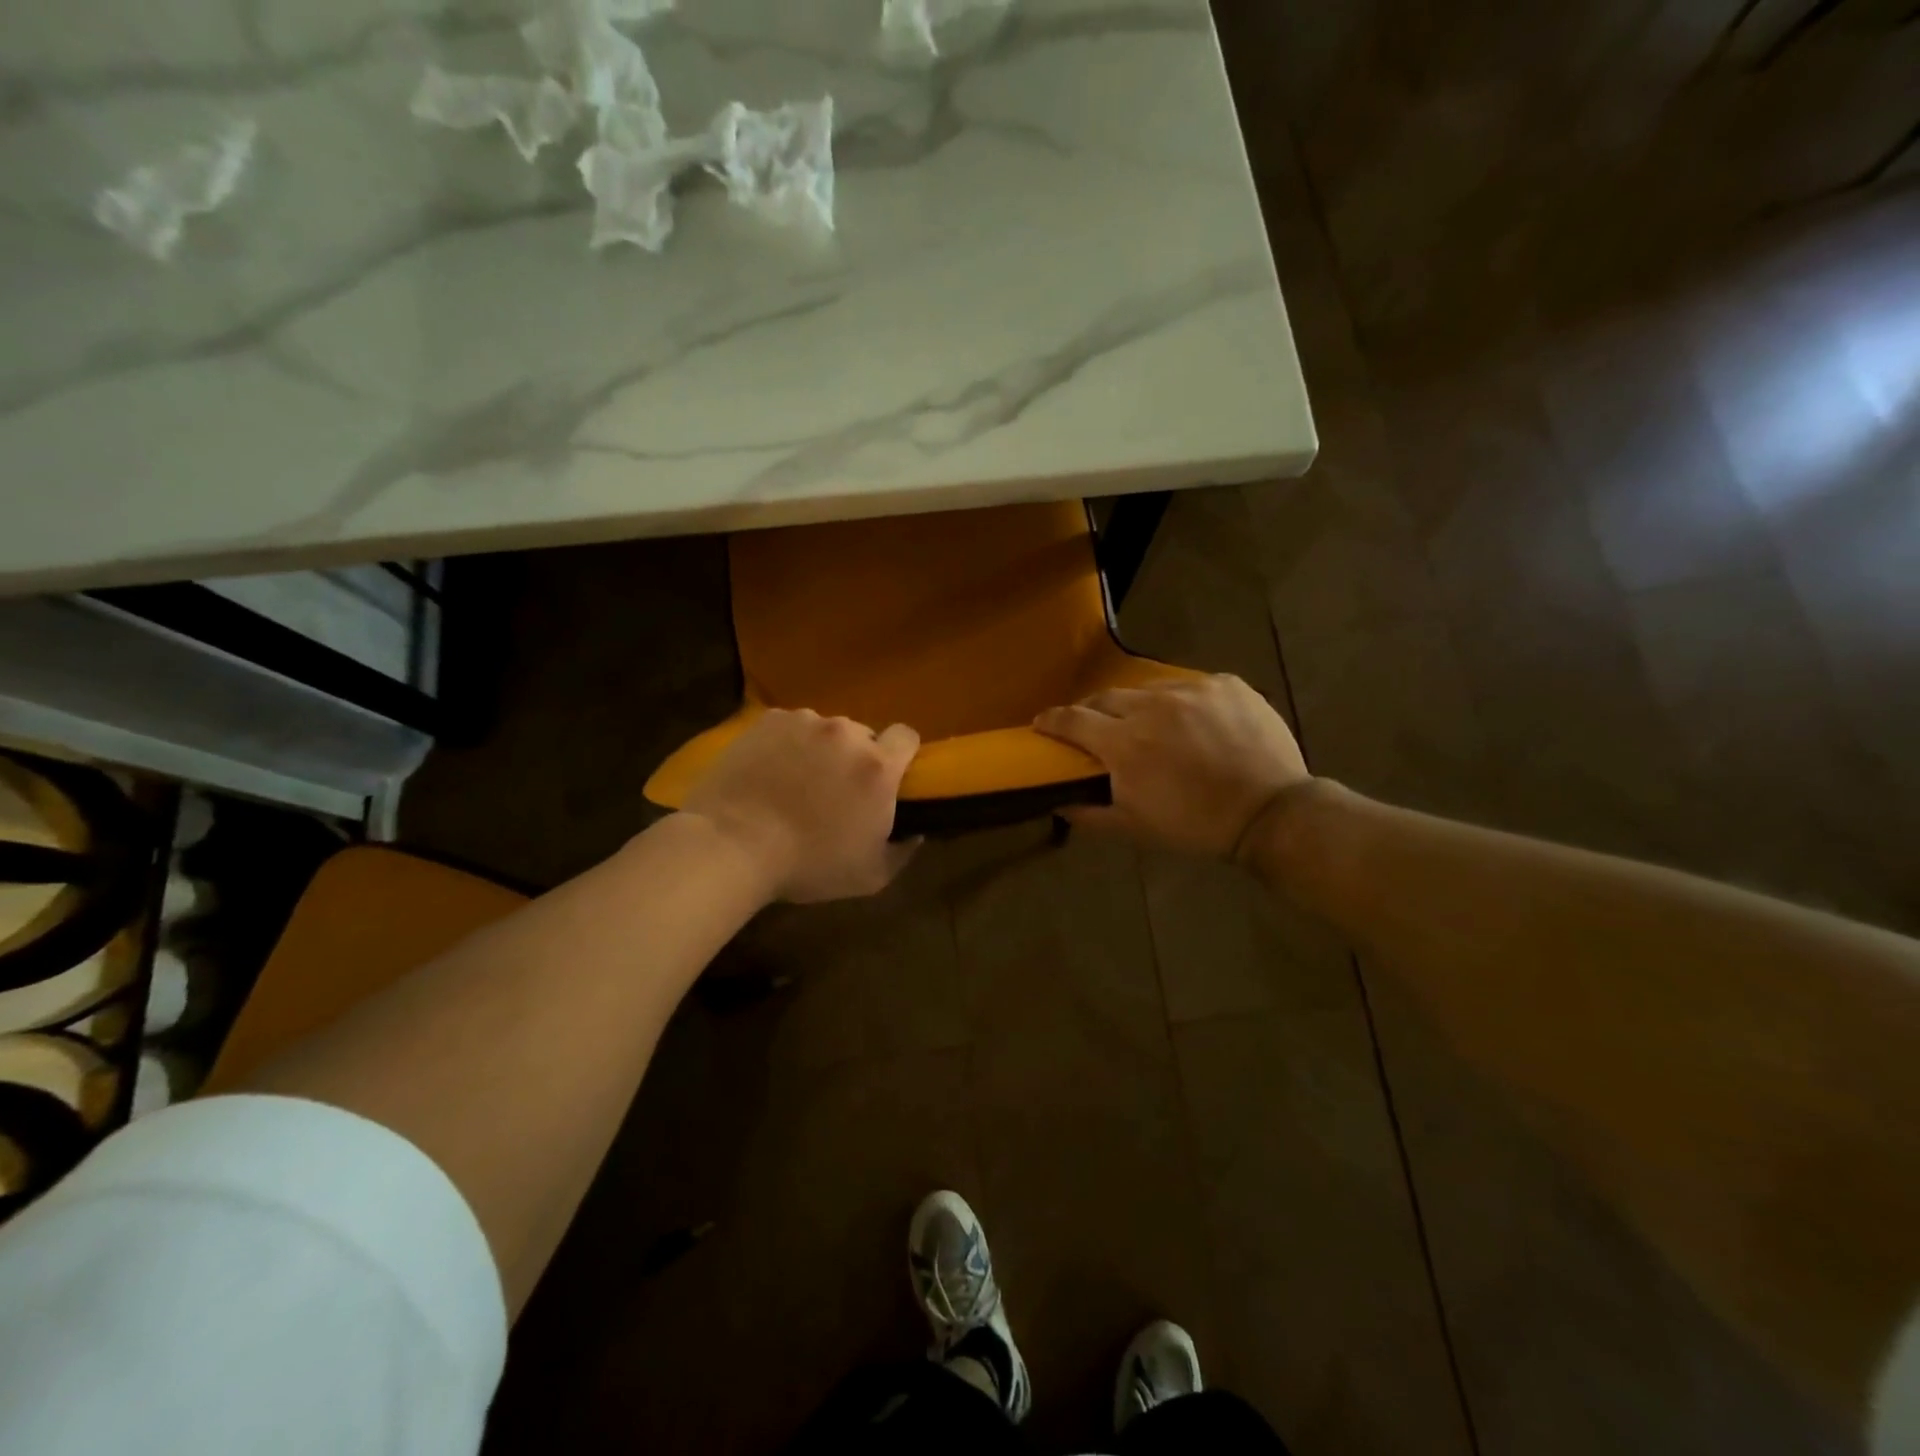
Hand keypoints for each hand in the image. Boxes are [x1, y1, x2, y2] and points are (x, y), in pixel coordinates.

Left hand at [682, 709, 920, 902]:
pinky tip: (769, 770)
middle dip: (856, 757)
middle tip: (835, 789)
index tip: (889, 777)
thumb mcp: (871, 876)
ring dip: (820, 749)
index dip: (902, 754)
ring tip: (795, 780)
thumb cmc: (808, 865)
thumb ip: (903, 850)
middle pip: (863, 735)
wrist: (732, 845)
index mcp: (878, 767)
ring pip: (825, 730)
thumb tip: (916, 832)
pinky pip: (789, 727)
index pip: (907, 736)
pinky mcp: (768, 721)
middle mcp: (846, 733)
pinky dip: (786, 743)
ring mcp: (805, 722)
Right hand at [1033, 675, 1308, 858]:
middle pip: (1106, 697)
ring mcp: (1192, 690)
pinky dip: (1181, 702)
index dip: (1052, 720)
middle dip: (1092, 711)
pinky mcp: (1225, 684)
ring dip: (1139, 706)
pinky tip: (1191, 722)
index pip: (1073, 720)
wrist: (1271, 813)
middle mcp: (1153, 706)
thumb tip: (1056, 801)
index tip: (1042, 723)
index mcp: (1124, 743)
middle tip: (1095, 726)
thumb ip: (1089, 814)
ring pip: (1149, 689)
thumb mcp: (1135, 828)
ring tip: (1149, 724)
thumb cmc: (1196, 826)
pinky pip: (1190, 686)